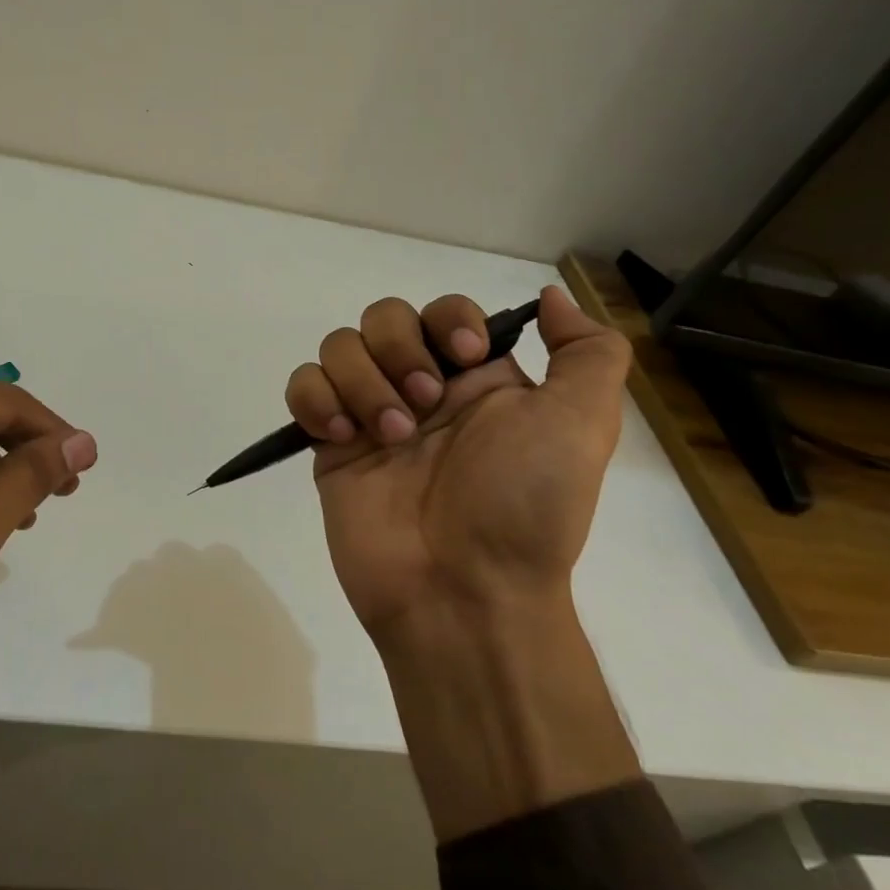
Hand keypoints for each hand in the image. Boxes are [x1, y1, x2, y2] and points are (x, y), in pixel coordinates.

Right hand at [284, 285, 629, 649]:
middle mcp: (421, 388)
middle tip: (423, 405)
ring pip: (339, 346)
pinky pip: (302, 387)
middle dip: (398, 349)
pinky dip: (316, 400)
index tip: (465, 358)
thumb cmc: (525, 505)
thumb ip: (588, 353)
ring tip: (387, 436)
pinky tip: (342, 438)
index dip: (448, 319)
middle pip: (383, 317)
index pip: (444, 310)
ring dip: (360, 380)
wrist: (465, 592)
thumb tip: (553, 298)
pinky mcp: (330, 445)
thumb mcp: (584, 424)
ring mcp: (370, 414)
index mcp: (477, 380)